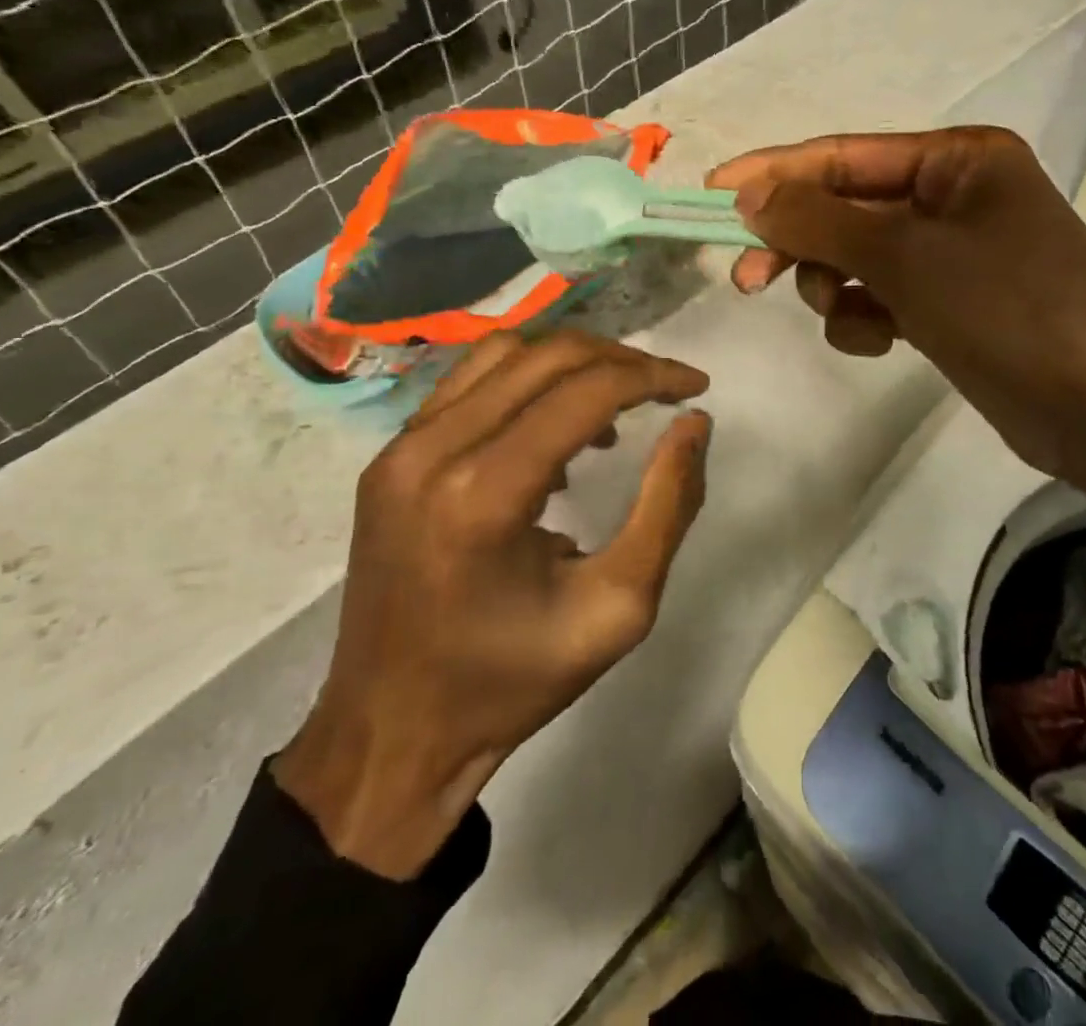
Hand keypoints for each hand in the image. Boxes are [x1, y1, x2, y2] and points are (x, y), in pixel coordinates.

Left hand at [274, 331, 710, 877]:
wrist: (391, 732)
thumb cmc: (512, 682)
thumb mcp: (619, 607)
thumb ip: (668, 506)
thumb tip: (693, 422)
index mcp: (485, 495)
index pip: (586, 391)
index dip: (653, 376)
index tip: (696, 386)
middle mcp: (433, 451)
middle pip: (546, 356)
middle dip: (621, 360)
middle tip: (666, 388)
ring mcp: (400, 448)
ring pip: (505, 352)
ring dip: (572, 362)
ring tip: (616, 401)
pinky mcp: (389, 456)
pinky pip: (470, 382)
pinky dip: (526, 381)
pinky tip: (554, 427)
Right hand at [709, 127, 1085, 477]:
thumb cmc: (1009, 310)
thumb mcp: (907, 256)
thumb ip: (820, 220)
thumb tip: (749, 194)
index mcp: (957, 159)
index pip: (843, 155)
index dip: (775, 173)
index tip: (713, 192)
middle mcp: (954, 197)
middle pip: (846, 207)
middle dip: (800, 242)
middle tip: (748, 278)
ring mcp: (952, 255)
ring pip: (857, 258)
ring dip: (836, 285)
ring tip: (847, 313)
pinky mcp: (949, 305)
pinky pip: (881, 298)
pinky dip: (867, 318)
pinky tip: (881, 342)